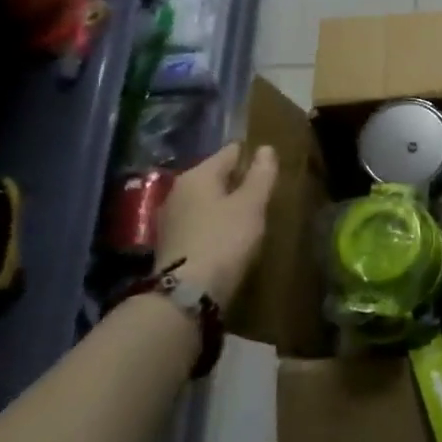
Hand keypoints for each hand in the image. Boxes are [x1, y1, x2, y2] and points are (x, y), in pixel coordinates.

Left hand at [156, 142, 278, 308]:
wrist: (187, 293)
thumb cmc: (224, 240)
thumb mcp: (251, 204)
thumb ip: (261, 174)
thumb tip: (266, 148)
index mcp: (198, 175)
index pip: (230, 152)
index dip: (252, 155)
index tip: (271, 165)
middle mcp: (178, 190)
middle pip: (216, 176)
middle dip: (238, 180)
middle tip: (264, 191)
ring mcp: (171, 218)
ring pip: (206, 200)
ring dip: (226, 203)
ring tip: (250, 214)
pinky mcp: (170, 243)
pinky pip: (199, 221)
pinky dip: (215, 222)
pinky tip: (230, 235)